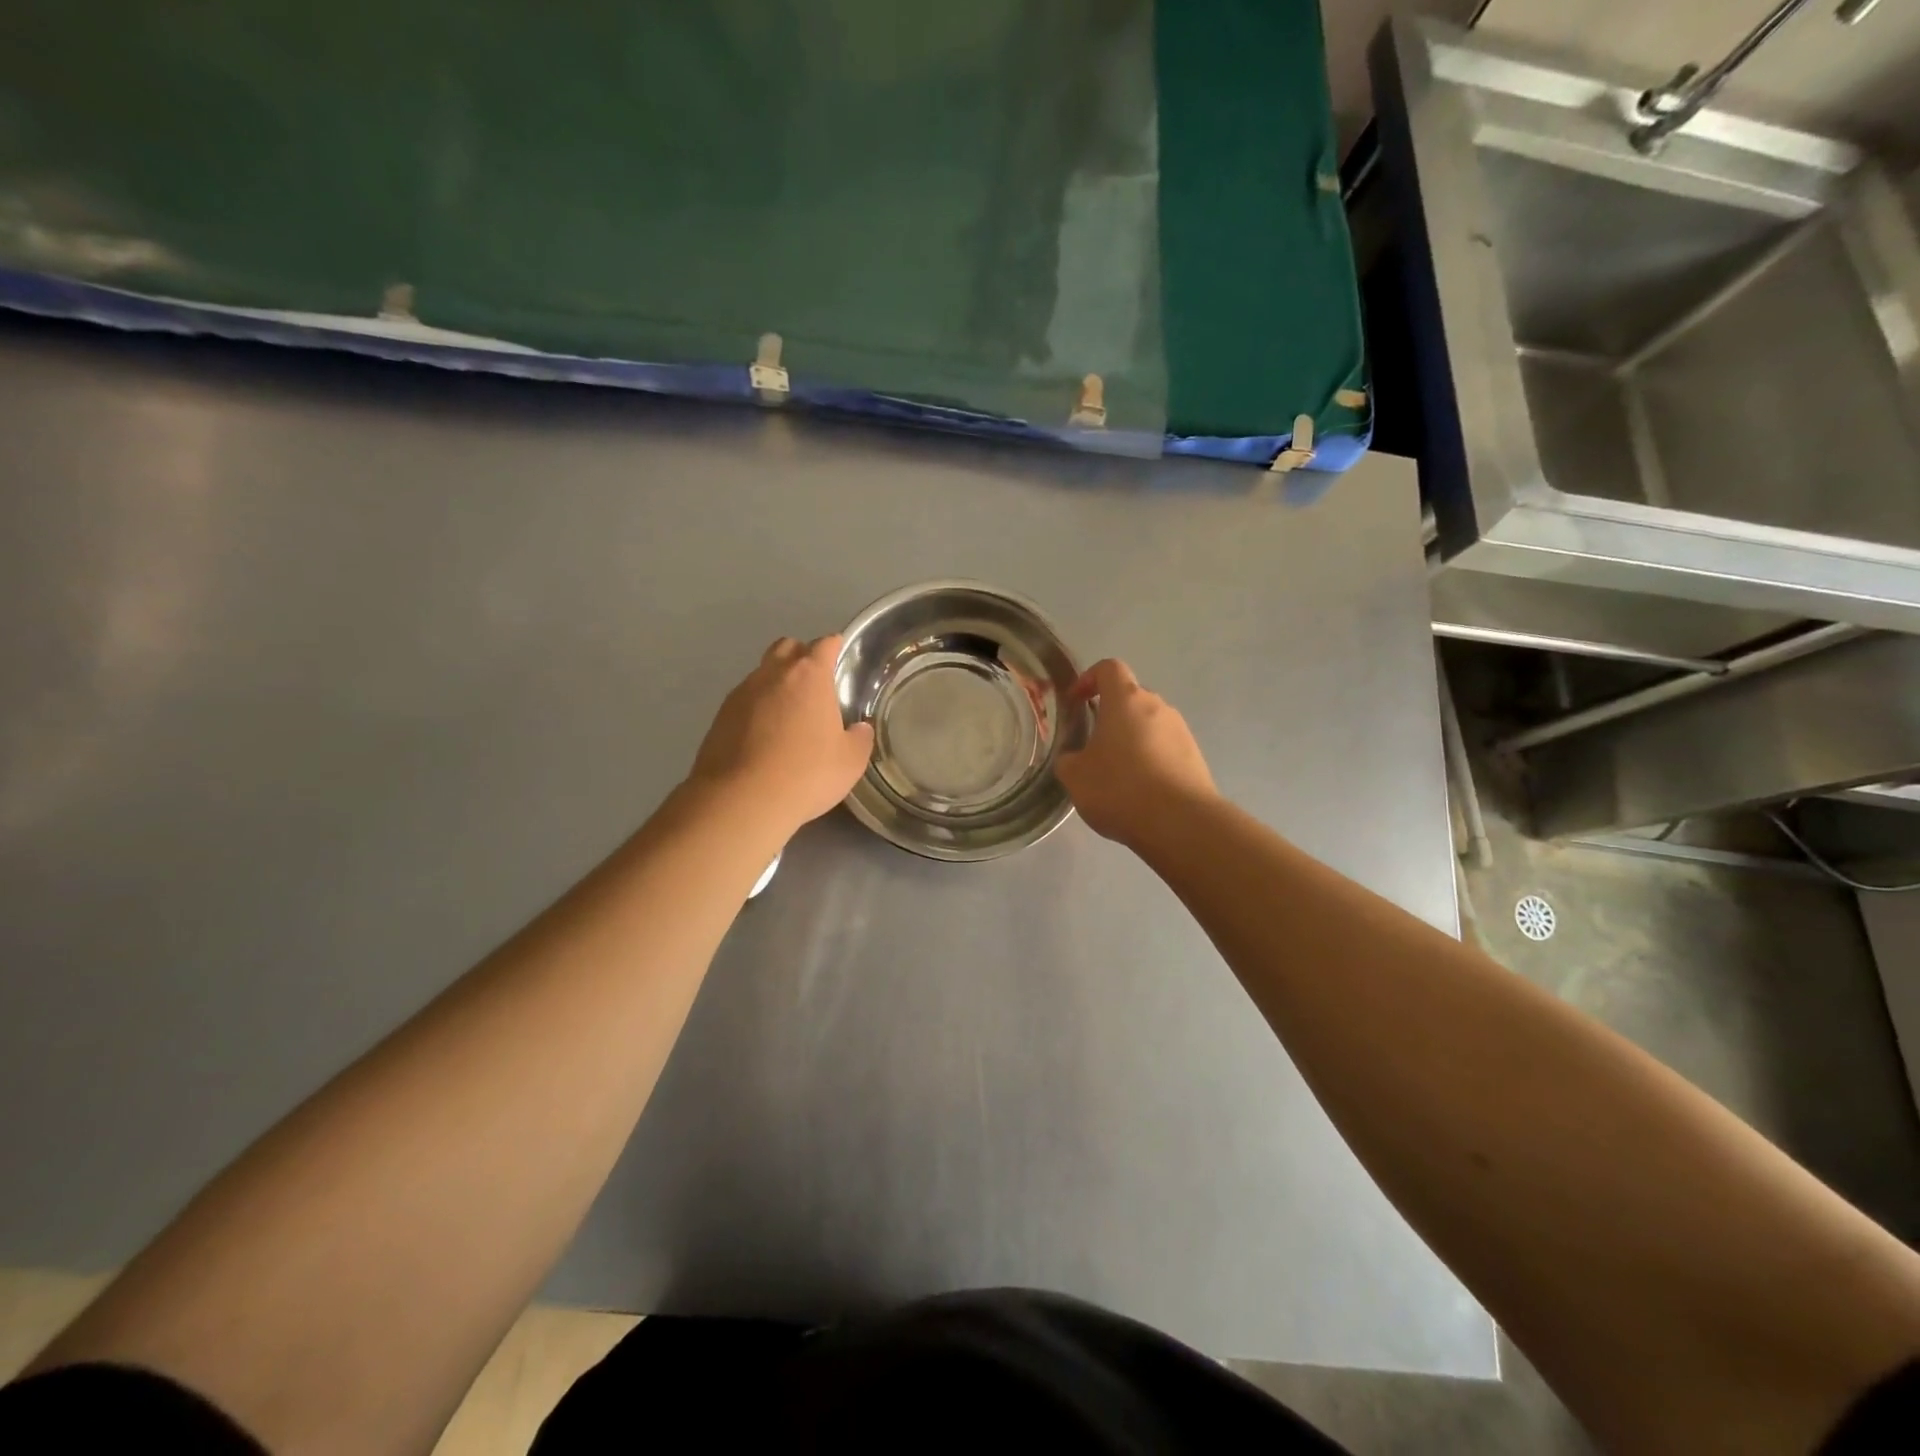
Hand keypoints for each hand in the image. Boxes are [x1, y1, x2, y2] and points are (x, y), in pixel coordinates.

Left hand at [690, 636, 873, 834]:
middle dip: (801, 656)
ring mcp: (741, 693)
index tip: (840, 654)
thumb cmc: (806, 774)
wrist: (741, 799)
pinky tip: (764, 734)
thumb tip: (859, 729)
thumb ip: (859, 739)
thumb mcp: (850, 762)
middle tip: (814, 683)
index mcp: (809, 676)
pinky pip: (744, 700)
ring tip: (788, 713)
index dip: (834, 646)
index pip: (824, 645)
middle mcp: (772, 674)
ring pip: (762, 673)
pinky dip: (756, 708)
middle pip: (787, 647)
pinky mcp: (719, 716)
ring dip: (776, 683)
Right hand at [1055, 659, 1215, 846]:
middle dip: (1109, 715)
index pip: (1109, 668)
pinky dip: (1149, 760)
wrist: (1180, 823)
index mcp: (1126, 700)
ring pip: (1148, 725)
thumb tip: (1074, 757)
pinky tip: (1140, 790)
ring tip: (1116, 774)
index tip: (1075, 702)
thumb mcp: (1075, 776)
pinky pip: (1165, 748)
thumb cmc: (1120, 788)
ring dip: (1130, 740)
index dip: (1088, 679)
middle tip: (1092, 746)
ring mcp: (1181, 731)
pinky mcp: (1195, 757)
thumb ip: (1068, 759)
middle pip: (1130, 698)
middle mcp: (1157, 706)